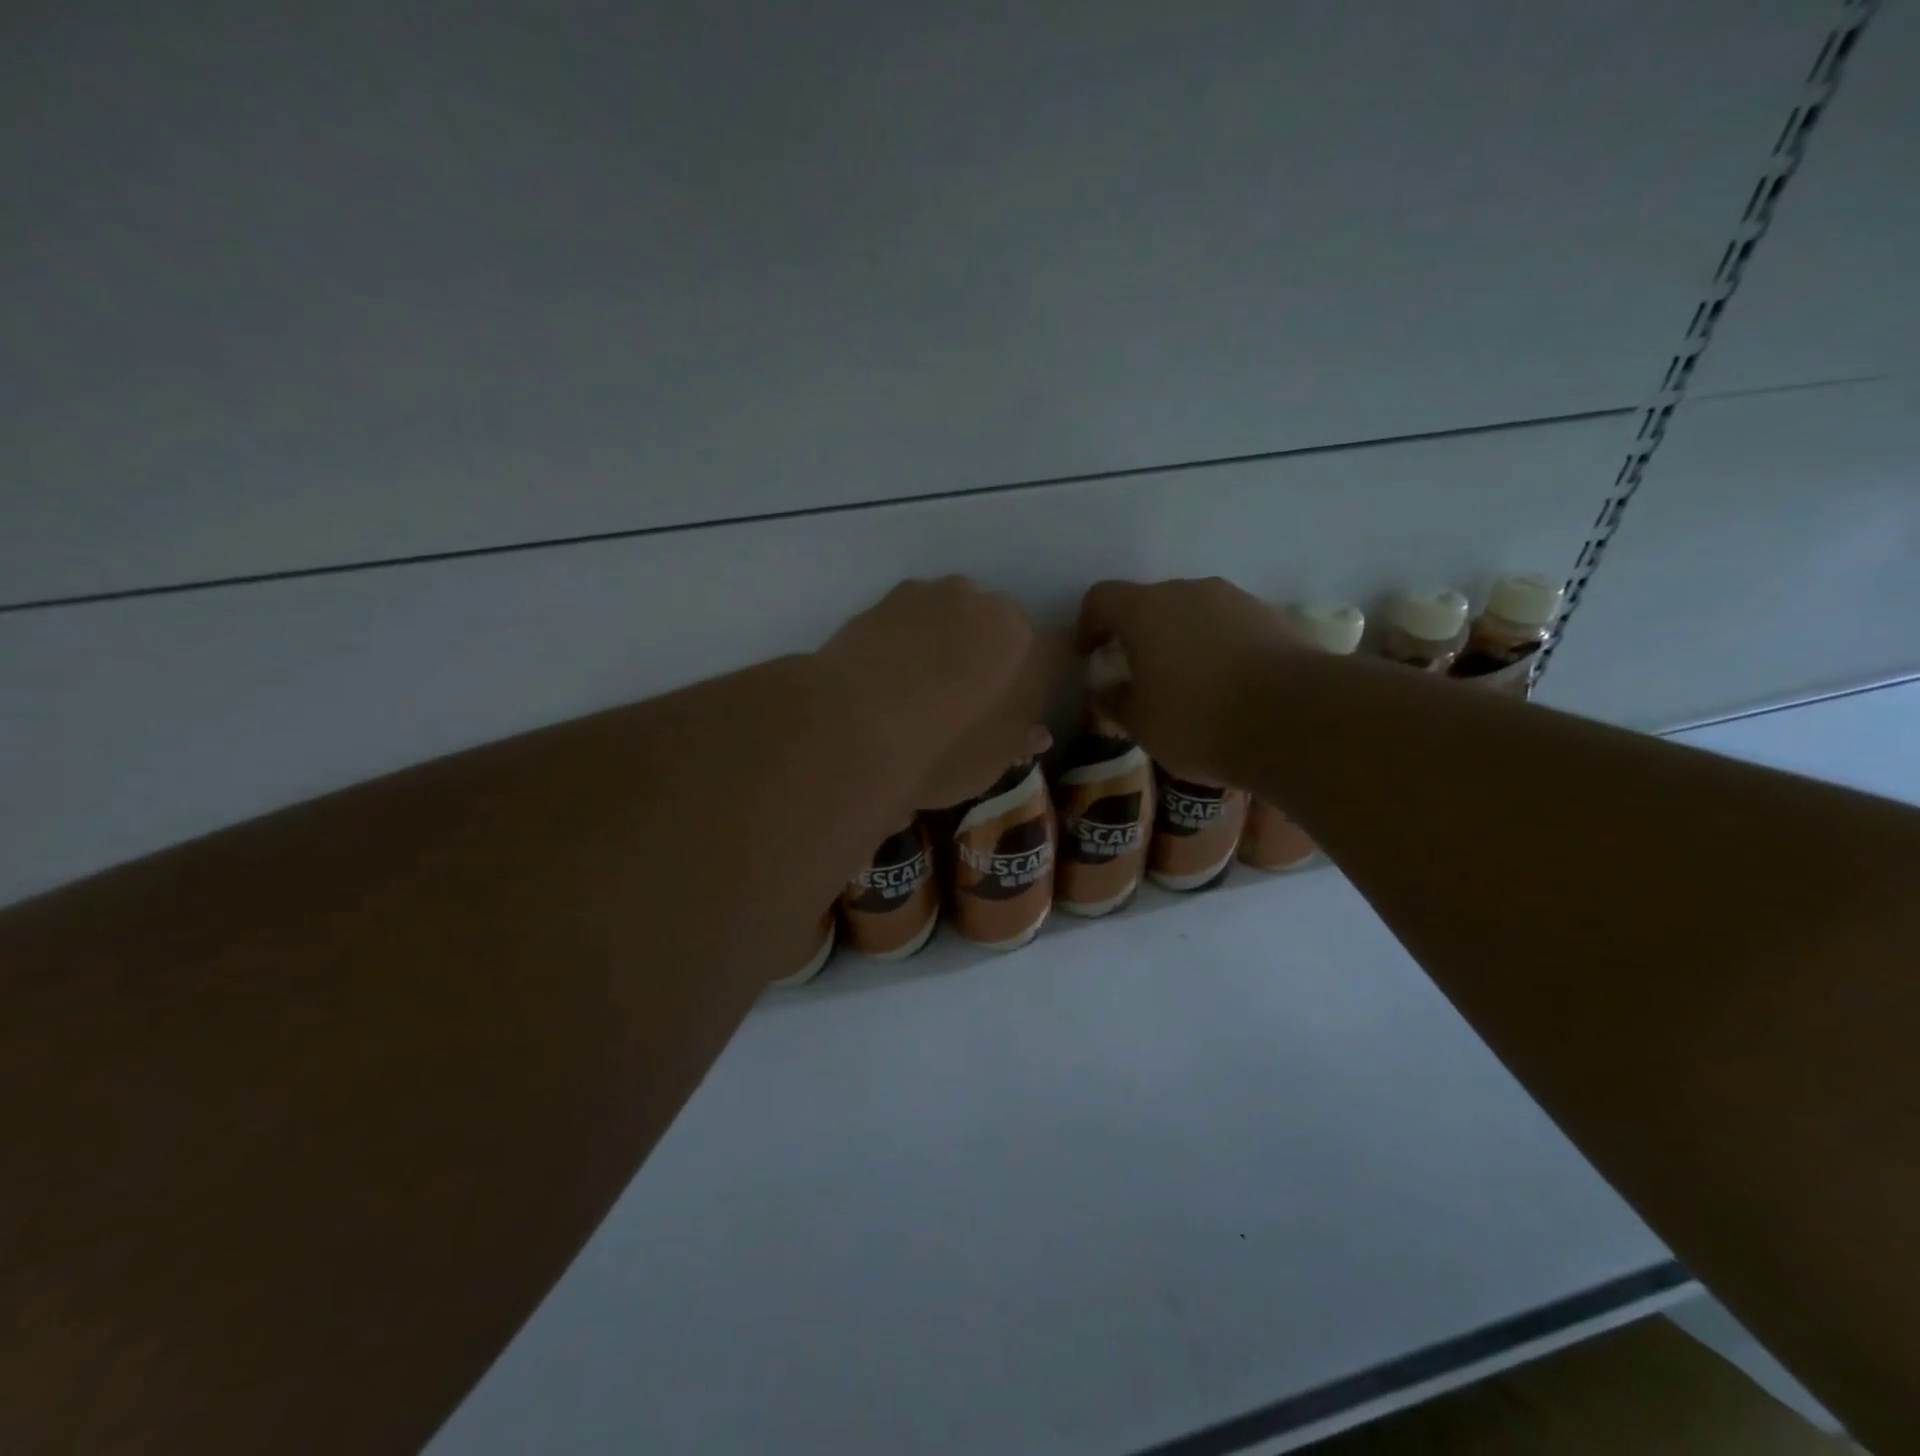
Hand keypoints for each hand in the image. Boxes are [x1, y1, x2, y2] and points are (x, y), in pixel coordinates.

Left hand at [818, 577, 1057, 808]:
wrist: (854, 727)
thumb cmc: (942, 753)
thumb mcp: (990, 764)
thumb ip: (1017, 739)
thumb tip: (1033, 731)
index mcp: (1030, 648)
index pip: (1055, 655)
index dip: (1037, 684)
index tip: (1019, 709)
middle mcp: (991, 608)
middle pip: (1003, 628)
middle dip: (992, 655)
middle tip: (968, 697)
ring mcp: (937, 595)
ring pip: (956, 615)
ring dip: (948, 640)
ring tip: (920, 684)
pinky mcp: (889, 596)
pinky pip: (913, 618)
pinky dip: (908, 639)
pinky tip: (888, 672)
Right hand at [1076, 576, 1297, 783]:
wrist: (1296, 720)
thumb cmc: (1199, 721)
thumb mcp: (1141, 724)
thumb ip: (1114, 701)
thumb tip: (1105, 690)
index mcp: (1145, 610)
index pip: (1101, 598)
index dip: (1088, 624)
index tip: (1091, 656)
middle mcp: (1188, 591)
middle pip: (1149, 603)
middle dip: (1137, 634)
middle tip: (1138, 675)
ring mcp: (1234, 600)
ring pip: (1192, 612)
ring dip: (1180, 640)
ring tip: (1186, 684)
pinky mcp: (1271, 617)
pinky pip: (1228, 626)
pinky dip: (1216, 647)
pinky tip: (1226, 686)